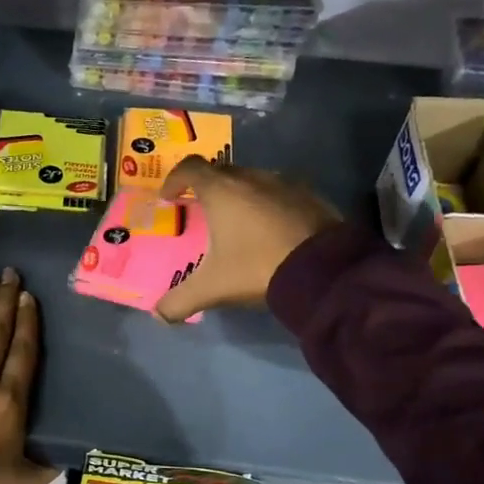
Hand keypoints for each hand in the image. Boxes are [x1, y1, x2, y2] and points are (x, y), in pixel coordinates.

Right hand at [154, 157, 341, 323]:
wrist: (324, 269)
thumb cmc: (258, 267)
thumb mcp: (213, 288)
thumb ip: (180, 300)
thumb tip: (159, 315)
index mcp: (222, 191)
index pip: (190, 168)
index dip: (174, 179)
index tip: (168, 197)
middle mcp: (252, 178)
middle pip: (221, 172)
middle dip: (206, 187)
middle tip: (200, 210)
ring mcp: (284, 183)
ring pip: (252, 180)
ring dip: (239, 195)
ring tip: (235, 221)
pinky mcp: (310, 196)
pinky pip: (278, 192)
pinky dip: (266, 204)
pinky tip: (269, 229)